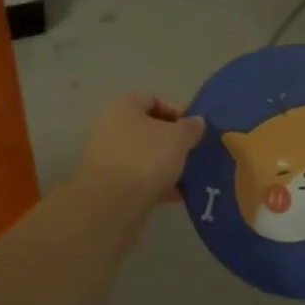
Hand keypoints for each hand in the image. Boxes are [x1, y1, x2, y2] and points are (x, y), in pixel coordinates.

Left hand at [72, 93, 205, 208]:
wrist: (111, 204)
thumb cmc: (146, 158)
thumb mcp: (178, 138)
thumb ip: (190, 127)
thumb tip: (196, 122)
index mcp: (124, 107)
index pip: (153, 99)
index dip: (177, 111)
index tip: (195, 128)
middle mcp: (111, 128)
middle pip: (148, 129)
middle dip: (173, 141)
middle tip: (194, 151)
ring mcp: (108, 158)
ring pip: (144, 156)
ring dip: (166, 164)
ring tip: (190, 175)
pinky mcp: (110, 186)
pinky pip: (139, 179)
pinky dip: (157, 184)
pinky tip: (178, 194)